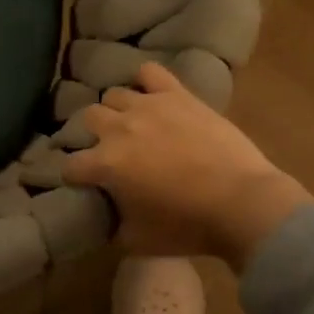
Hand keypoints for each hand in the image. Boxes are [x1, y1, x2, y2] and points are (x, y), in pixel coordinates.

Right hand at [65, 62, 312, 268]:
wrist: (243, 204)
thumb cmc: (188, 227)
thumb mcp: (137, 240)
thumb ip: (111, 224)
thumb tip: (104, 217)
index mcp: (105, 164)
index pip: (70, 165)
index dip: (74, 176)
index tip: (85, 184)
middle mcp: (119, 129)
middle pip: (88, 118)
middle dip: (94, 134)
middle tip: (110, 150)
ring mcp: (148, 107)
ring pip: (114, 94)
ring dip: (118, 110)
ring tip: (132, 124)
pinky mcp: (178, 96)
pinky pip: (151, 72)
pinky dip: (146, 80)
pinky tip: (151, 94)